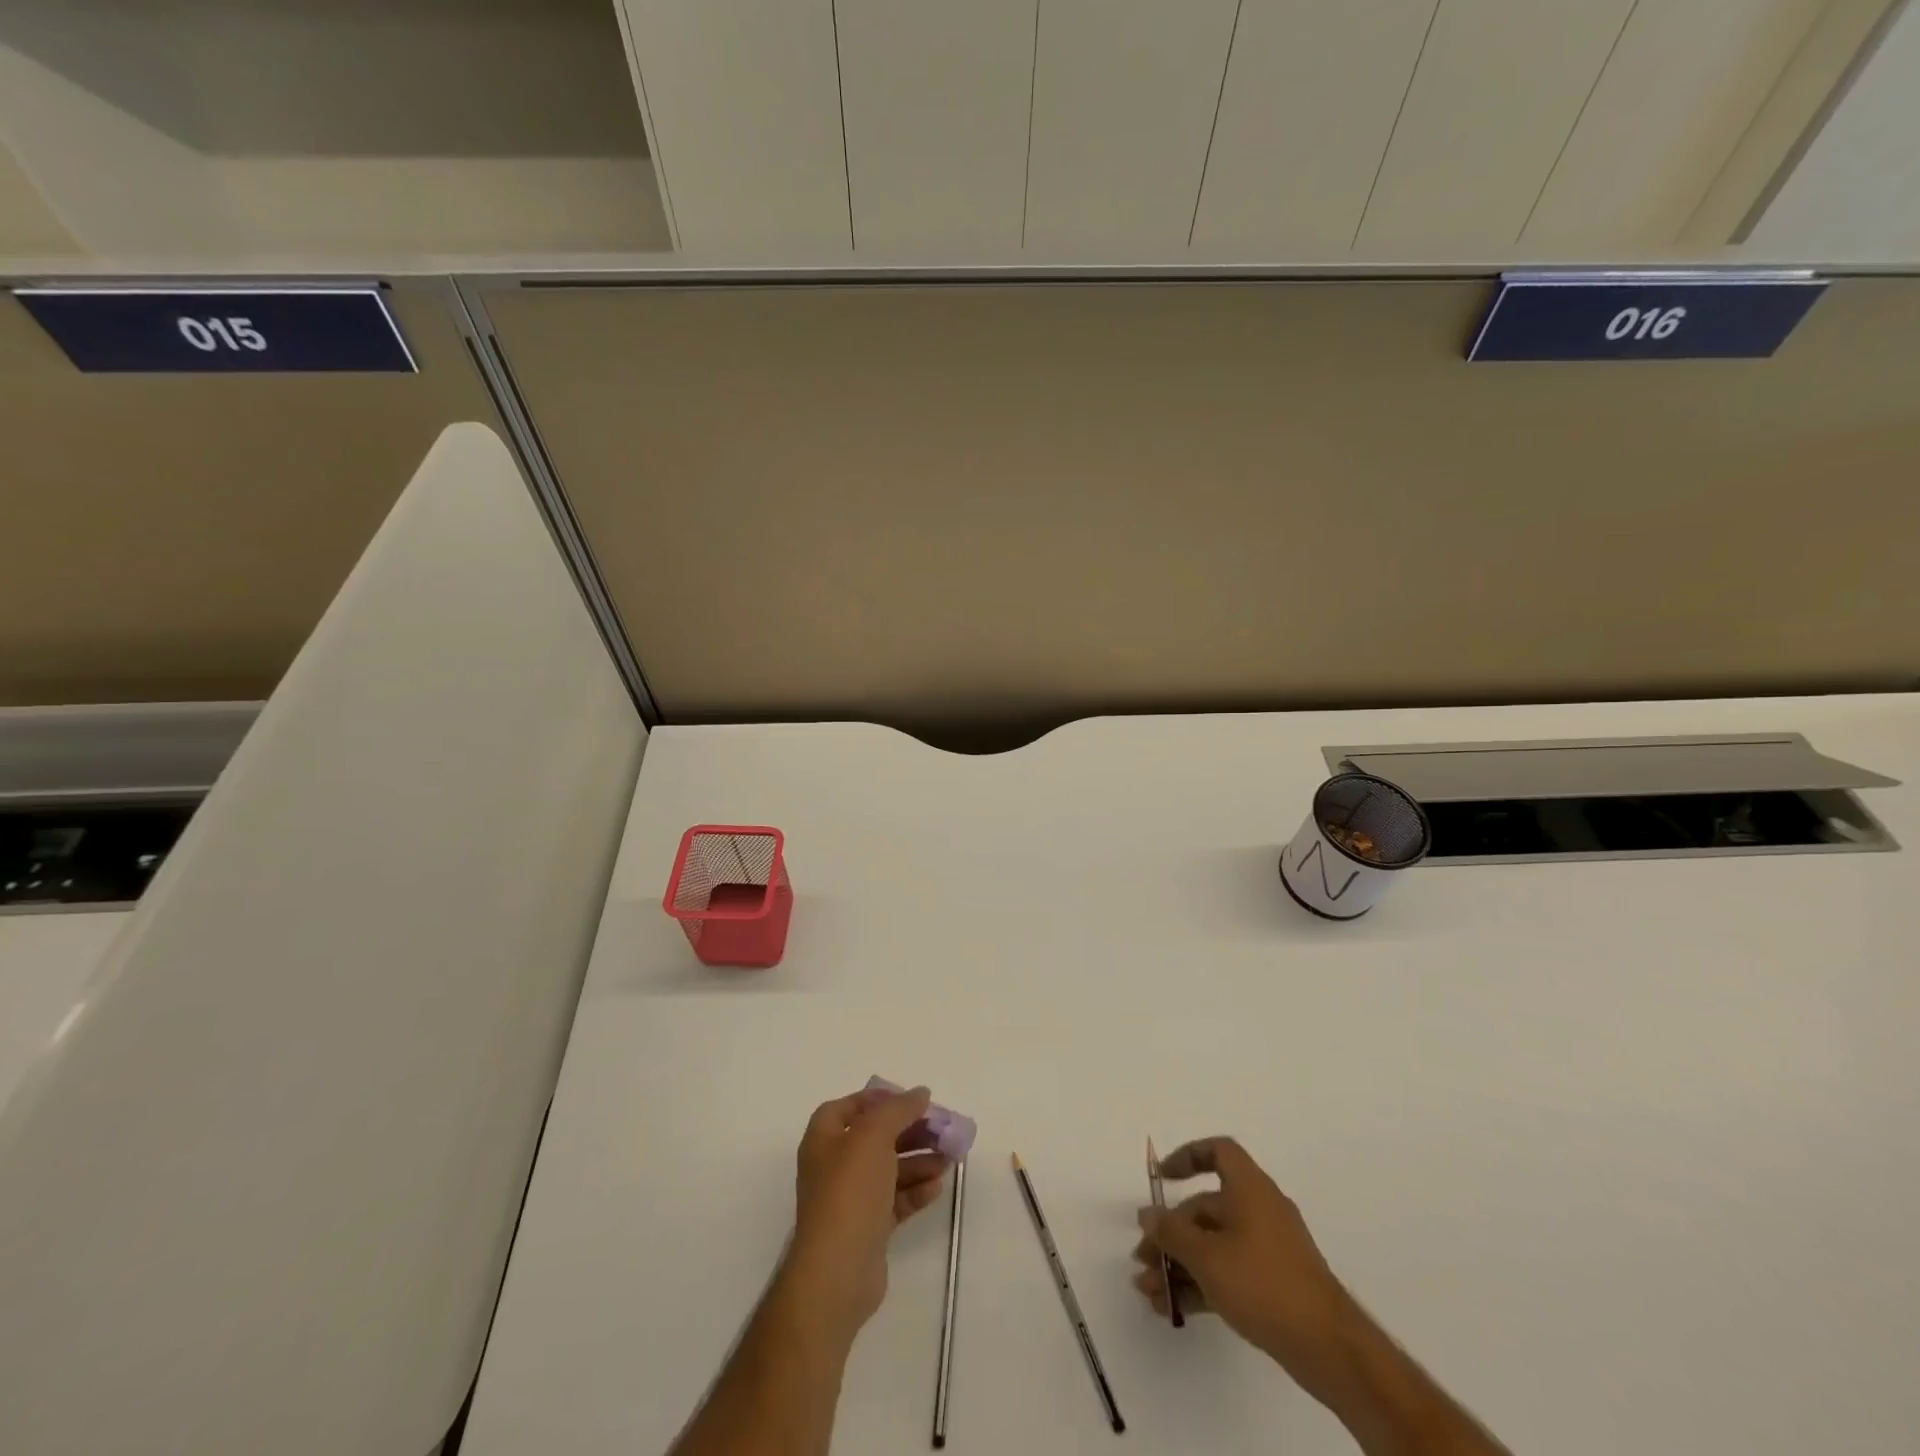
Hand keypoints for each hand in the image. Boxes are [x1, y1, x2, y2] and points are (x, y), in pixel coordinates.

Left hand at [782, 1086, 950, 1342]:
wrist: (837, 1272)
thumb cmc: (850, 1192)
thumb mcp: (873, 1137)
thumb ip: (898, 1109)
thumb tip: (920, 1093)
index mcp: (824, 1139)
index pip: (848, 1107)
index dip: (877, 1100)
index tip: (909, 1101)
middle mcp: (834, 1166)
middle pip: (875, 1138)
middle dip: (909, 1131)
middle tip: (940, 1129)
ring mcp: (851, 1199)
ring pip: (889, 1169)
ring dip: (919, 1160)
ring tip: (949, 1158)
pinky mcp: (868, 1229)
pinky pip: (895, 1200)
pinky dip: (915, 1190)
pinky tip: (936, 1187)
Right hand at [1133, 1137, 1357, 1398]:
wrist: (1328, 1347)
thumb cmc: (1262, 1283)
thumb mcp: (1207, 1256)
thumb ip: (1172, 1233)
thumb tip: (1148, 1215)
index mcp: (1249, 1188)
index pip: (1218, 1152)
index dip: (1187, 1157)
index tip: (1162, 1179)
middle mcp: (1259, 1210)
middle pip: (1206, 1208)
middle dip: (1170, 1233)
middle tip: (1142, 1259)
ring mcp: (1268, 1249)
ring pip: (1214, 1245)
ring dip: (1179, 1265)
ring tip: (1149, 1292)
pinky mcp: (1273, 1284)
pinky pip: (1228, 1272)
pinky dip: (1201, 1284)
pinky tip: (1173, 1309)